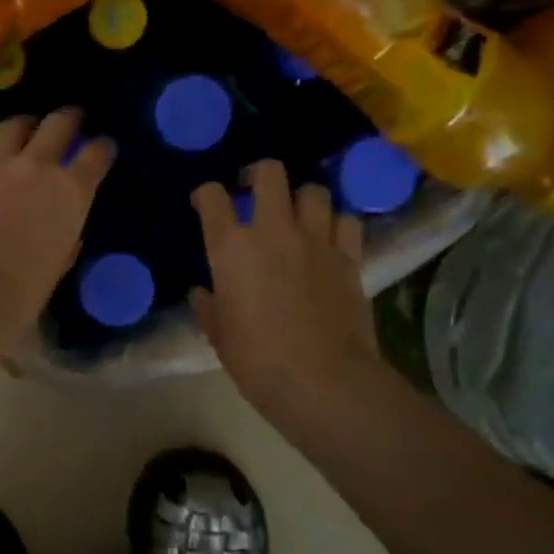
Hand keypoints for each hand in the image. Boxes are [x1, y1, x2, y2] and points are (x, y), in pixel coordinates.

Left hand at [0, 110, 114, 329]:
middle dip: (67, 119)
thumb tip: (66, 236)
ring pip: (12, 127)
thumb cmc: (21, 289)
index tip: (104, 146)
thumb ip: (63, 243)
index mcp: (70, 193)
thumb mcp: (55, 267)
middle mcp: (36, 169)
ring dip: (24, 126)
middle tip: (71, 118)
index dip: (102, 148)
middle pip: (57, 125)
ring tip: (25, 128)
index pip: (94, 157)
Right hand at [190, 160, 379, 424]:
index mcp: (231, 248)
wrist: (321, 380)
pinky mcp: (350, 257)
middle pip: (270, 173)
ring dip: (301, 198)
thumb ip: (208, 305)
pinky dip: (335, 223)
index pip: (213, 198)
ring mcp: (316, 240)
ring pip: (314, 191)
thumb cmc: (256, 360)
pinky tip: (329, 238)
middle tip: (253, 190)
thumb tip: (203, 293)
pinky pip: (346, 221)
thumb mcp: (218, 334)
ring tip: (295, 214)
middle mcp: (273, 231)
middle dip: (258, 174)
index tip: (205, 202)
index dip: (205, 194)